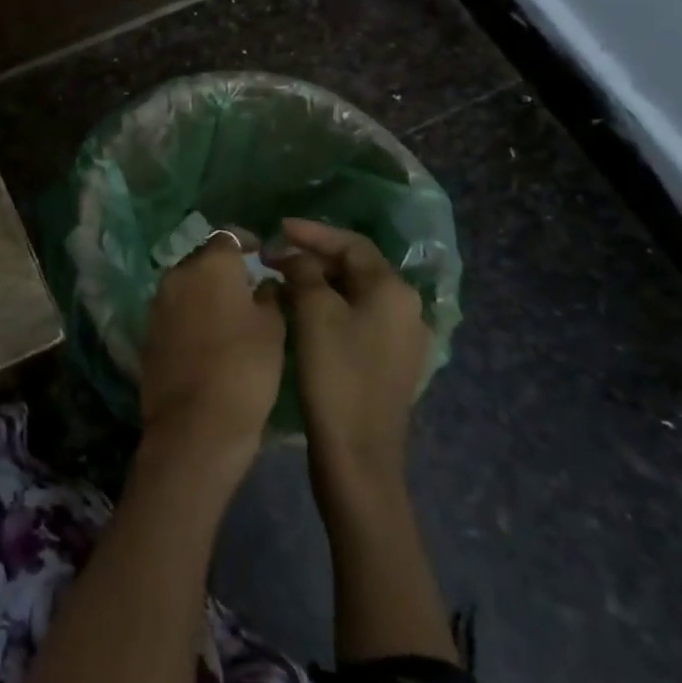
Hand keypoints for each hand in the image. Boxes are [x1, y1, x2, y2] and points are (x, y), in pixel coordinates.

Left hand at [141, 233, 284, 463]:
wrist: (196, 423)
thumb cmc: (245, 368)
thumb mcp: (272, 329)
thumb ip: (268, 296)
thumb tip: (263, 282)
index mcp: (211, 264)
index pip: (228, 236)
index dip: (247, 242)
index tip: (261, 255)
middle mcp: (178, 273)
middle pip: (203, 259)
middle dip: (223, 268)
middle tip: (248, 288)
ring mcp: (158, 302)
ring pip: (186, 284)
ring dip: (204, 291)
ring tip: (229, 314)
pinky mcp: (148, 330)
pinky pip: (173, 310)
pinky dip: (189, 314)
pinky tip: (207, 337)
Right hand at [270, 218, 428, 506]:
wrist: (357, 455)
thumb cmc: (335, 374)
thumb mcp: (313, 312)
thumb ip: (304, 271)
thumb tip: (298, 258)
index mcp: (393, 290)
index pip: (351, 243)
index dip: (312, 232)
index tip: (277, 227)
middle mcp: (407, 309)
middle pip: (356, 267)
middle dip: (314, 258)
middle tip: (274, 258)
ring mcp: (402, 339)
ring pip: (355, 294)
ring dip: (319, 283)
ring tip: (282, 283)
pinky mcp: (390, 364)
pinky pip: (358, 319)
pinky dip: (329, 309)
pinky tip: (303, 316)